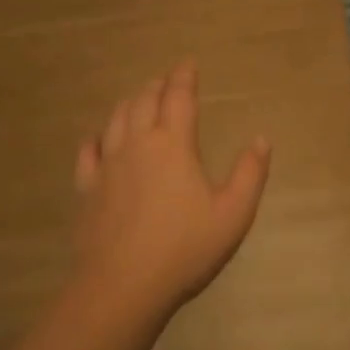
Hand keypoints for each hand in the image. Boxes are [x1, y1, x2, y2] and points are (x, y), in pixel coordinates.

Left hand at [71, 60, 270, 318]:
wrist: (123, 286)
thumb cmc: (185, 248)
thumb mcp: (233, 213)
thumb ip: (250, 173)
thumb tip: (262, 139)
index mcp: (173, 144)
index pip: (179, 97)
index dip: (184, 77)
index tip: (188, 64)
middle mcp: (137, 143)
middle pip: (144, 101)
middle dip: (158, 86)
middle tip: (167, 81)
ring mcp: (108, 164)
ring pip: (116, 119)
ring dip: (131, 103)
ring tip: (139, 100)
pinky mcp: (87, 188)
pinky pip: (88, 151)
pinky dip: (97, 137)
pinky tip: (99, 139)